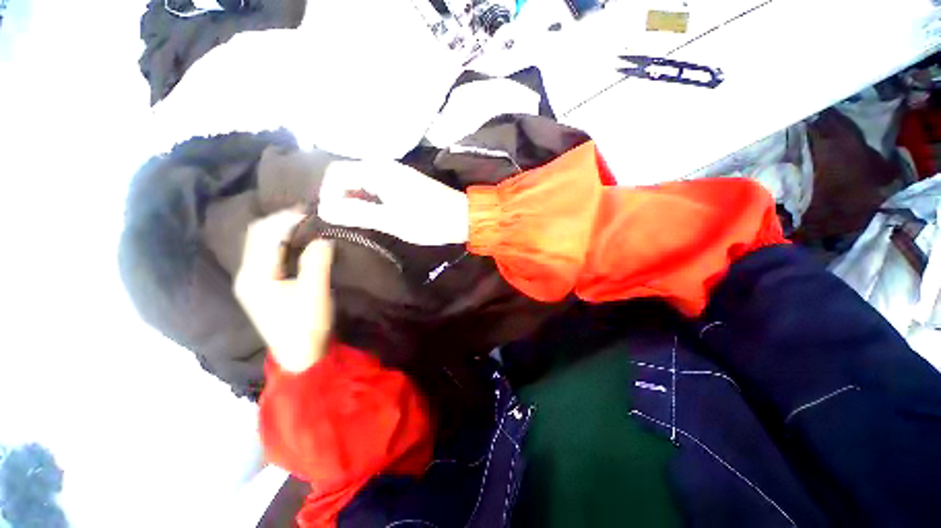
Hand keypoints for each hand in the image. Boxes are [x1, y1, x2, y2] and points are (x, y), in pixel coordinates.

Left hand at [234, 211, 334, 372]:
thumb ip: (317, 262)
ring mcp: (251, 282)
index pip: (265, 235)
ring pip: (260, 244)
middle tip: (308, 212)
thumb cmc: (307, 326)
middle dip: (281, 220)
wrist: (301, 356)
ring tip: (304, 222)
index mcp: (255, 276)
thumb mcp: (315, 293)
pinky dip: (281, 242)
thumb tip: (324, 238)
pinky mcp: (261, 286)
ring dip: (280, 229)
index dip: (287, 219)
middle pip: (257, 236)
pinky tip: (296, 241)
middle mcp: (246, 275)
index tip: (311, 209)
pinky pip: (266, 254)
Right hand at [317, 160, 469, 245]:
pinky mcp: (403, 183)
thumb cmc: (429, 220)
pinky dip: (369, 200)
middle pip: (347, 176)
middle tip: (346, 223)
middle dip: (340, 198)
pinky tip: (374, 215)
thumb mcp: (392, 220)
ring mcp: (394, 173)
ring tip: (359, 222)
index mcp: (378, 171)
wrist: (462, 217)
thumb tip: (324, 210)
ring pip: (362, 182)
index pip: (336, 173)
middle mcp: (383, 166)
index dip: (328, 194)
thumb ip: (358, 213)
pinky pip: (376, 187)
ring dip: (354, 200)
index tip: (333, 218)